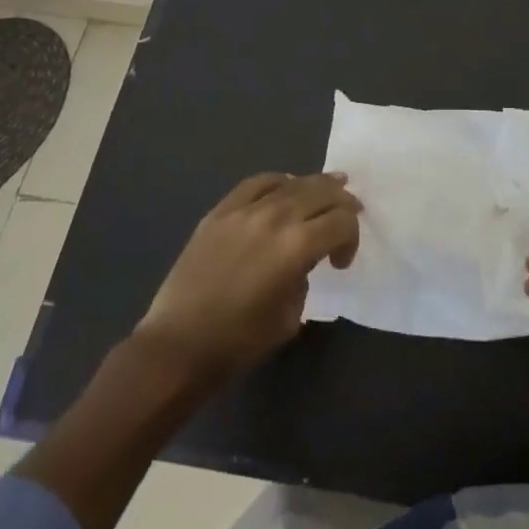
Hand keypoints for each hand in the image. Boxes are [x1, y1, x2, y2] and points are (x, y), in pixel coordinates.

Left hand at [137, 172, 360, 386]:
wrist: (177, 347)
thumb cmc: (239, 342)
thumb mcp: (291, 316)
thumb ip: (305, 277)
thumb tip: (301, 261)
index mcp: (298, 246)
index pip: (342, 222)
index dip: (351, 239)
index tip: (340, 263)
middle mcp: (276, 217)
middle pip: (323, 192)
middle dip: (343, 202)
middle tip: (349, 213)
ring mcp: (245, 210)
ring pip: (293, 182)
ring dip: (317, 185)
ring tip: (330, 187)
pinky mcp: (220, 212)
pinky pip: (256, 183)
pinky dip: (278, 181)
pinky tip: (285, 188)